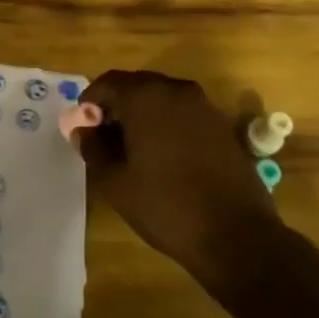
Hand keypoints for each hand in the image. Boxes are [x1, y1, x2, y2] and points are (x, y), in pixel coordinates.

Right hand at [74, 70, 280, 281]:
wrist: (235, 235)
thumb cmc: (165, 205)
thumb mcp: (114, 182)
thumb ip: (92, 149)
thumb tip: (83, 131)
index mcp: (146, 98)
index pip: (109, 83)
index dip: (90, 102)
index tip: (83, 127)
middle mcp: (177, 91)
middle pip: (137, 86)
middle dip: (117, 106)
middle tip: (104, 138)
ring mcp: (204, 107)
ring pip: (162, 98)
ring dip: (142, 115)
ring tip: (132, 149)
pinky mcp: (222, 126)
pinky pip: (183, 113)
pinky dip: (166, 124)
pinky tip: (162, 156)